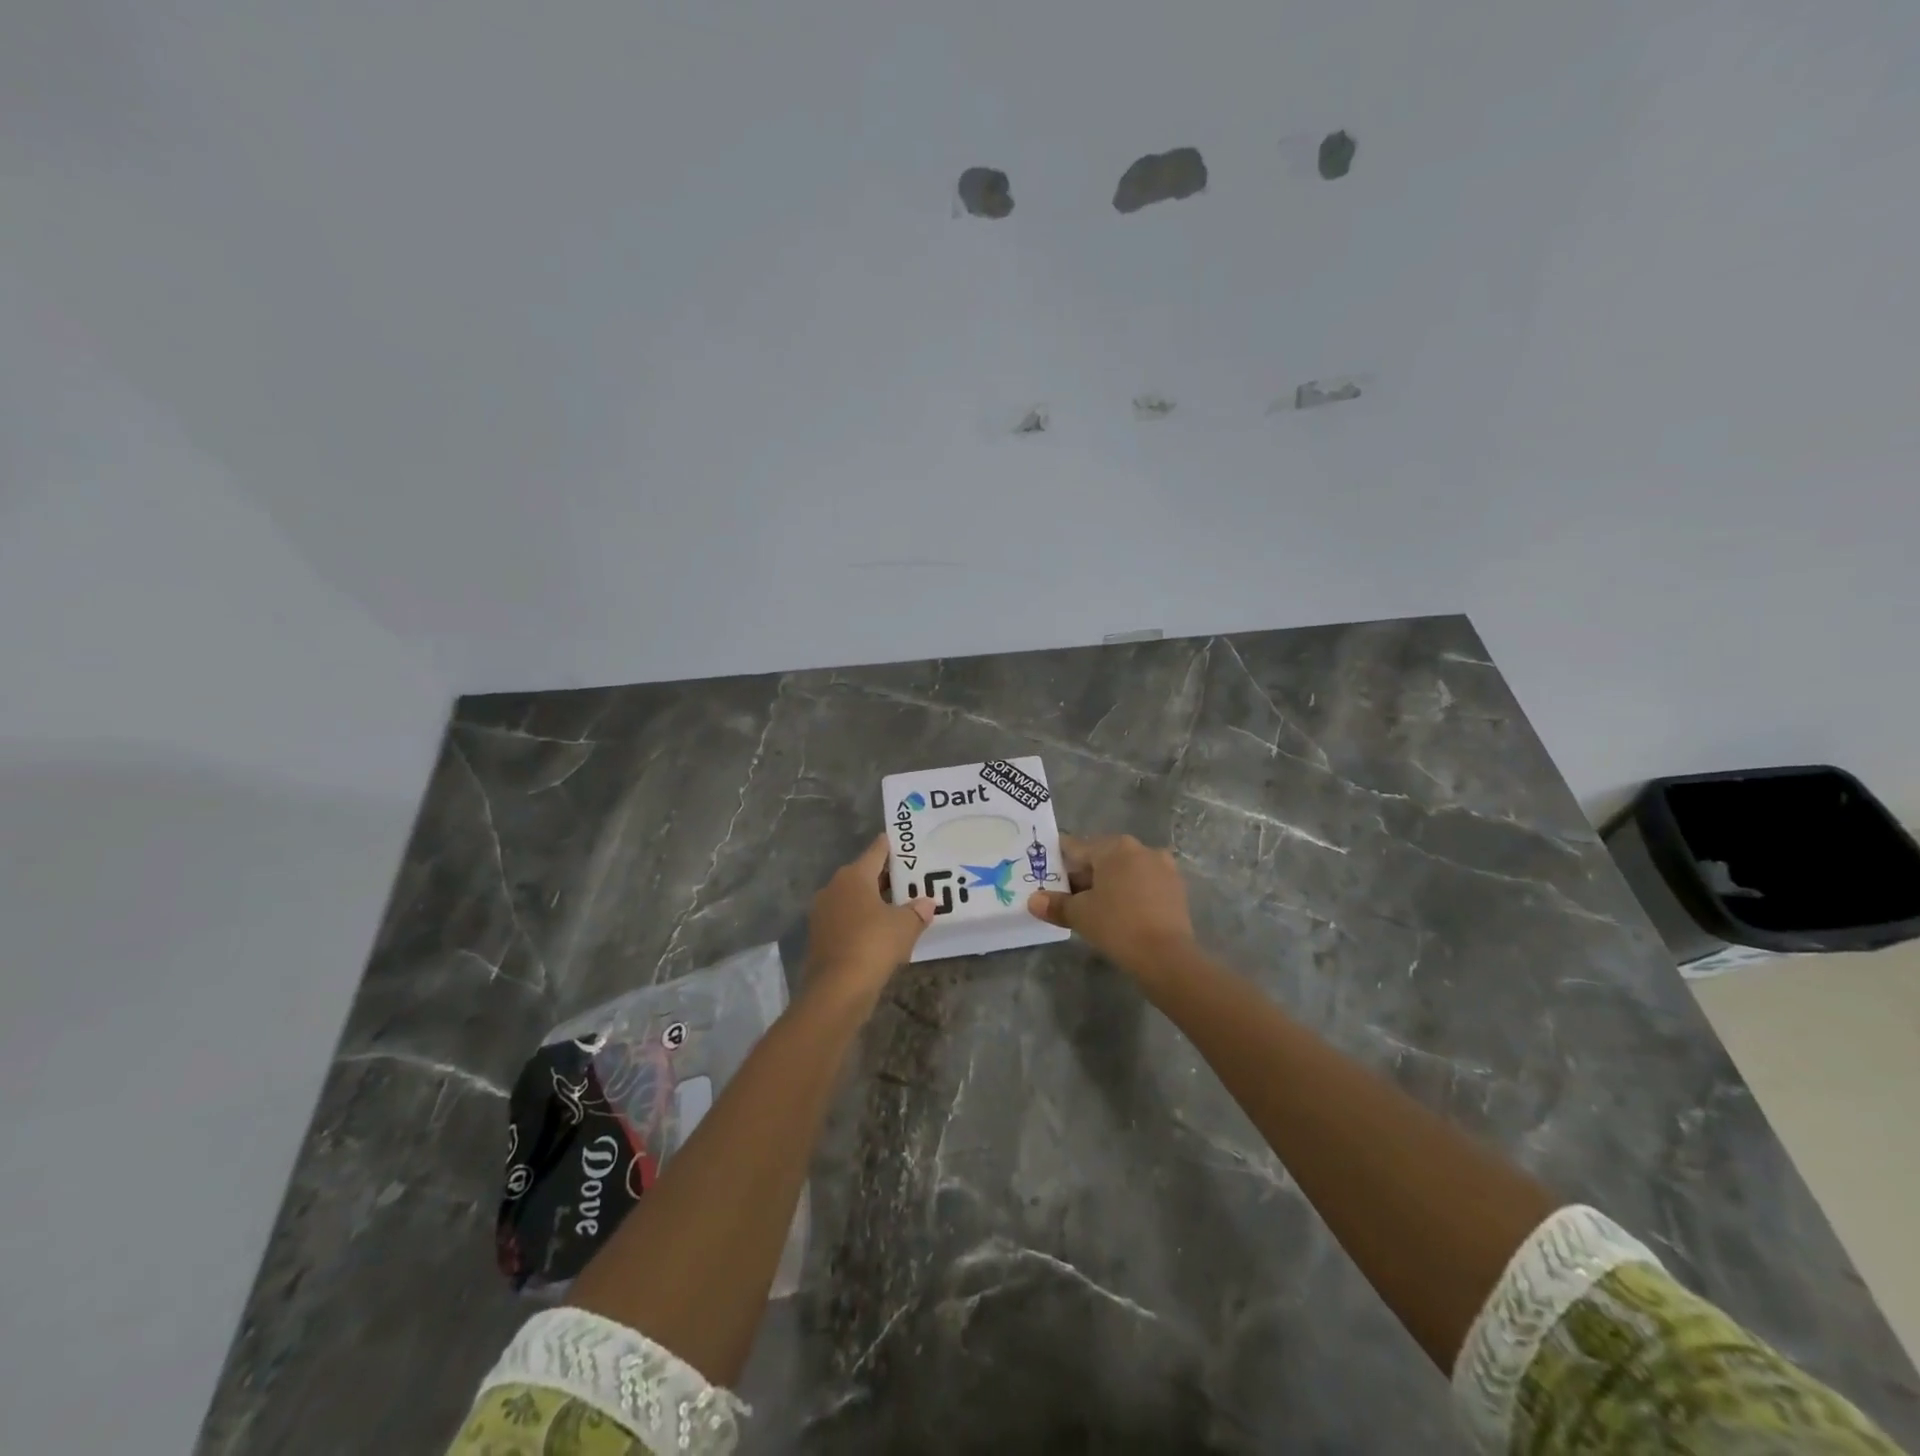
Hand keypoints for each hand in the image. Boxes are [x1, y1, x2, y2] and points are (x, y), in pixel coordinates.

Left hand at [805, 835, 934, 999]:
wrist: (836, 989)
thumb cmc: (873, 945)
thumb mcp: (905, 926)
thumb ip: (918, 911)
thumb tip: (927, 903)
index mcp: (854, 876)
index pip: (877, 851)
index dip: (893, 847)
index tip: (908, 845)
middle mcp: (834, 887)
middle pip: (864, 874)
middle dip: (887, 878)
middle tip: (912, 880)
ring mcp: (823, 912)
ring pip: (854, 898)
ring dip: (874, 901)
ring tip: (900, 907)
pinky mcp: (820, 936)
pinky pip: (847, 919)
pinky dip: (863, 921)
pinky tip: (880, 933)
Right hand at [1028, 834, 1194, 977]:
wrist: (1166, 957)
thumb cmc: (1117, 925)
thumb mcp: (1080, 915)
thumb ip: (1055, 904)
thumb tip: (1034, 901)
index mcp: (1114, 847)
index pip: (1076, 847)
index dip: (1059, 862)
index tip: (1048, 876)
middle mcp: (1140, 848)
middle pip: (1102, 857)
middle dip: (1085, 875)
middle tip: (1069, 898)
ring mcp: (1163, 867)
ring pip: (1125, 870)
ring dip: (1109, 884)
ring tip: (1095, 908)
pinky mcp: (1176, 887)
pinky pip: (1144, 883)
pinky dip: (1130, 892)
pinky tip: (1121, 913)